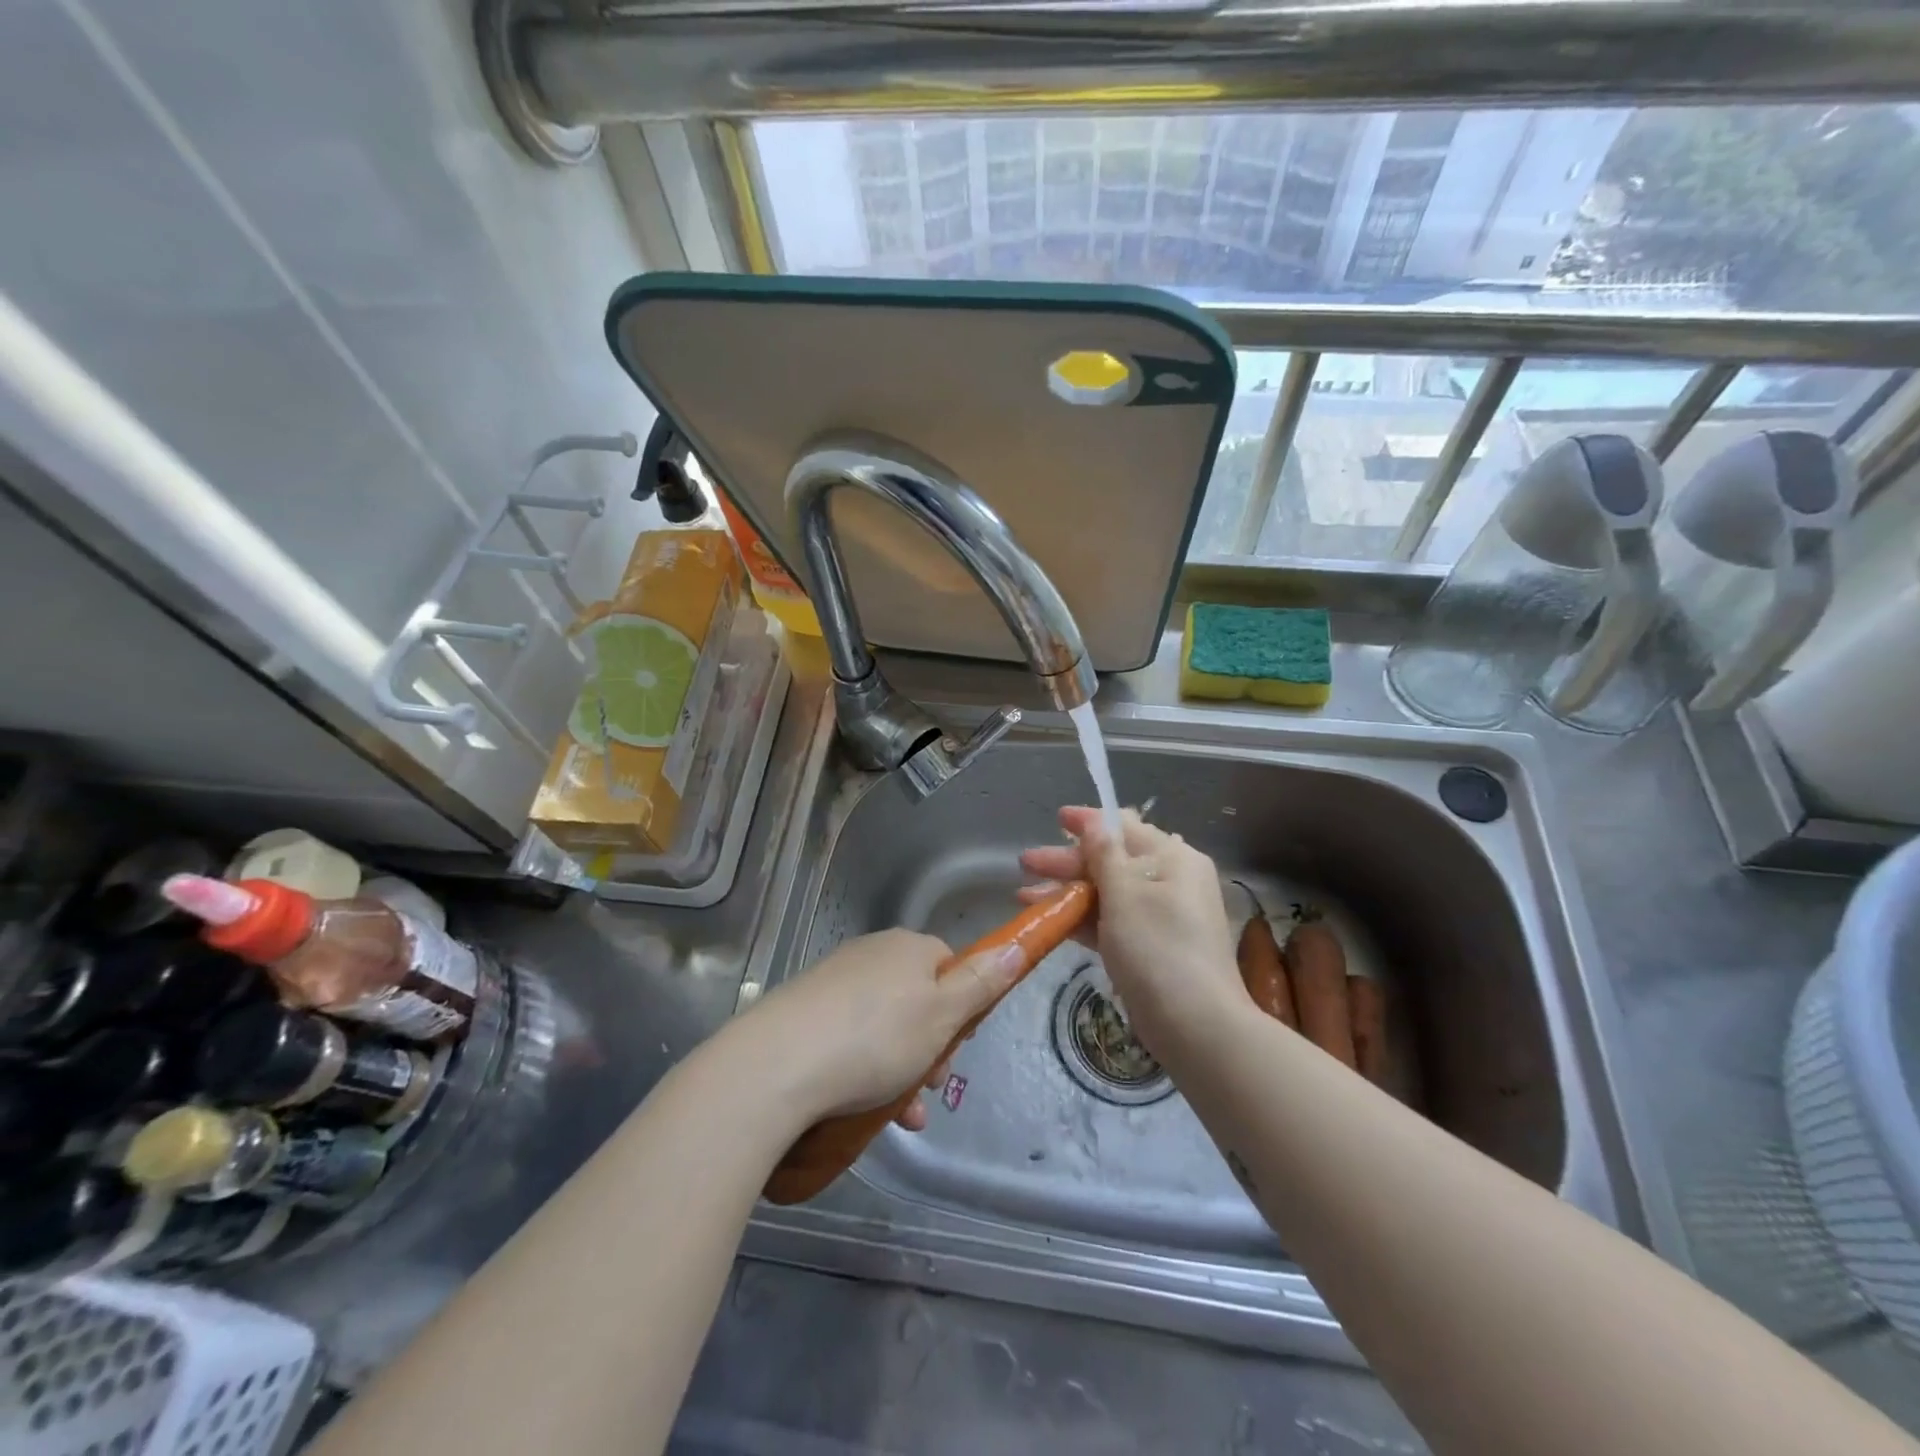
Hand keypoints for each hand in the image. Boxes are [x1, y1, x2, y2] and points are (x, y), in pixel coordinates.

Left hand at [738, 928, 1026, 1128]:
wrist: (777, 1064)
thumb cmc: (876, 1038)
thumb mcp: (943, 1014)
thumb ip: (982, 982)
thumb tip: (1015, 946)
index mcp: (908, 947)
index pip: (949, 964)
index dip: (962, 1005)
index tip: (961, 1044)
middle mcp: (871, 954)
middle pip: (918, 997)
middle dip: (933, 1045)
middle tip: (933, 1085)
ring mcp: (834, 982)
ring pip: (885, 1025)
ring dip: (902, 1068)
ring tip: (903, 1116)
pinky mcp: (805, 1012)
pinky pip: (850, 1038)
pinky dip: (866, 1071)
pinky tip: (868, 1112)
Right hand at [1020, 807, 1246, 1061]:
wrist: (1197, 1027)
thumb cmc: (1158, 949)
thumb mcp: (1125, 894)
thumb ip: (1104, 854)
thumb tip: (1095, 819)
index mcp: (1173, 858)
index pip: (1125, 827)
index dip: (1088, 822)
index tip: (1056, 819)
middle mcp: (1172, 880)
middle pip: (1112, 860)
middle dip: (1067, 862)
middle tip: (1025, 863)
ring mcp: (1161, 915)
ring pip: (1108, 893)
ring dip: (1068, 891)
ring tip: (1024, 896)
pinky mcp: (1151, 946)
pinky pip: (1113, 921)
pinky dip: (1083, 918)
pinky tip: (1050, 920)